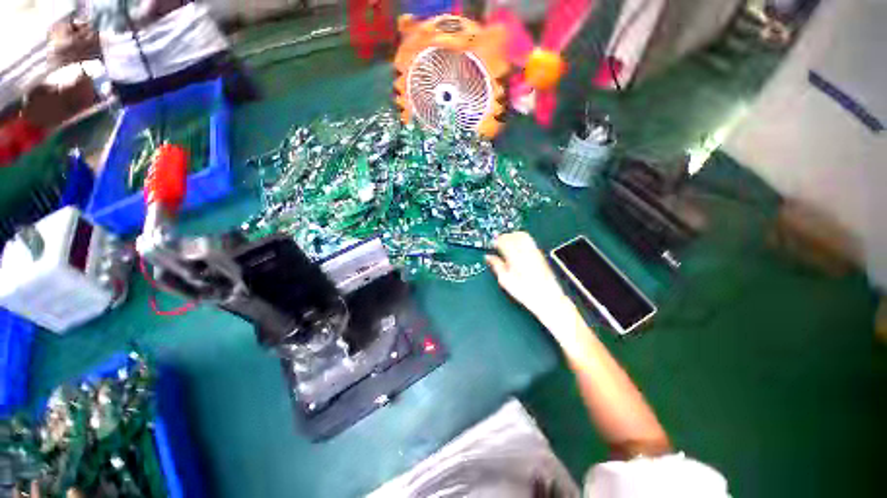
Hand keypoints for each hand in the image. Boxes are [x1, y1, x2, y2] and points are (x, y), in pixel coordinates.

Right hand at [485, 232, 573, 324]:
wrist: (546, 298)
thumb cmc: (526, 292)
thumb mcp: (505, 281)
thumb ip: (496, 265)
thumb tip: (489, 257)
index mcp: (515, 256)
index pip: (504, 240)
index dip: (496, 241)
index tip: (492, 245)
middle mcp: (526, 251)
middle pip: (513, 235)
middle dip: (504, 237)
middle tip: (498, 244)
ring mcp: (534, 251)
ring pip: (522, 235)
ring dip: (513, 236)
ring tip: (507, 244)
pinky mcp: (540, 254)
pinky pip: (529, 240)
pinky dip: (521, 240)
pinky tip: (517, 249)